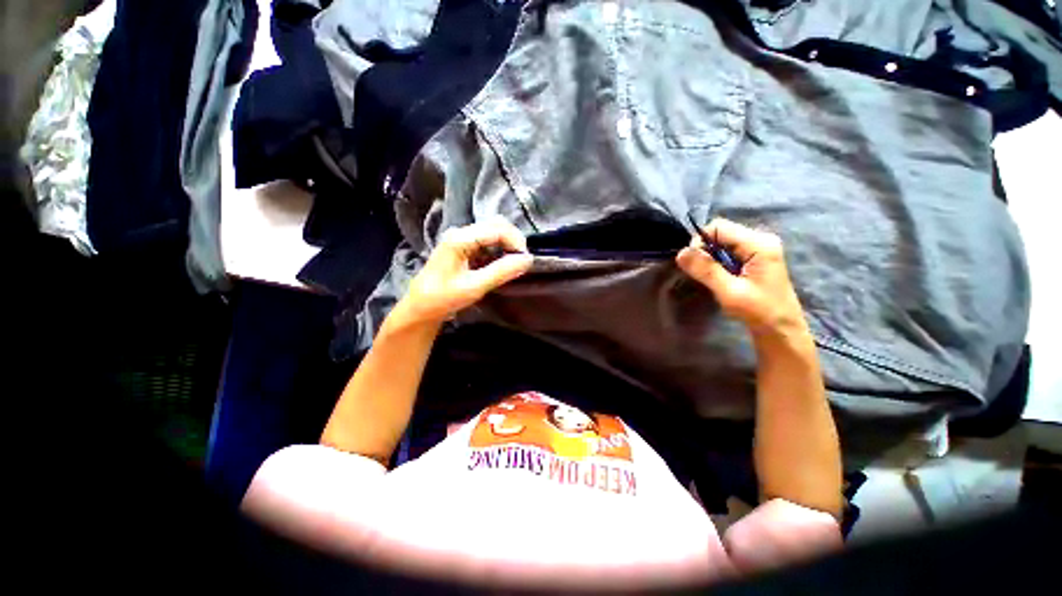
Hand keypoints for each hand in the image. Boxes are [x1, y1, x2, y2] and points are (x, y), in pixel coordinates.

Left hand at [395, 219, 533, 325]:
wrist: (420, 307)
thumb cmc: (444, 298)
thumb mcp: (474, 287)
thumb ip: (501, 272)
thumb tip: (528, 260)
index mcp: (460, 238)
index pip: (497, 229)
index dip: (516, 242)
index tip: (526, 261)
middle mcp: (461, 232)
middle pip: (496, 225)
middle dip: (513, 241)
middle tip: (522, 261)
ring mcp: (461, 238)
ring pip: (493, 232)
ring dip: (507, 245)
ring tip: (514, 264)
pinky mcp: (463, 247)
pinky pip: (487, 242)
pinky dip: (499, 250)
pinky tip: (502, 265)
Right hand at [676, 218, 805, 335]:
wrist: (781, 329)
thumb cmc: (759, 311)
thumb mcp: (729, 291)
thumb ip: (705, 270)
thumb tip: (681, 253)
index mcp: (759, 243)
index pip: (719, 227)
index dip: (700, 242)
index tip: (694, 264)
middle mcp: (761, 239)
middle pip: (720, 233)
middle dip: (705, 250)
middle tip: (702, 273)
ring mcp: (759, 247)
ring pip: (722, 242)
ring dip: (711, 258)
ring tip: (712, 277)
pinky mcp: (755, 257)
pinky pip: (728, 251)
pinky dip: (718, 262)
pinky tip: (720, 277)